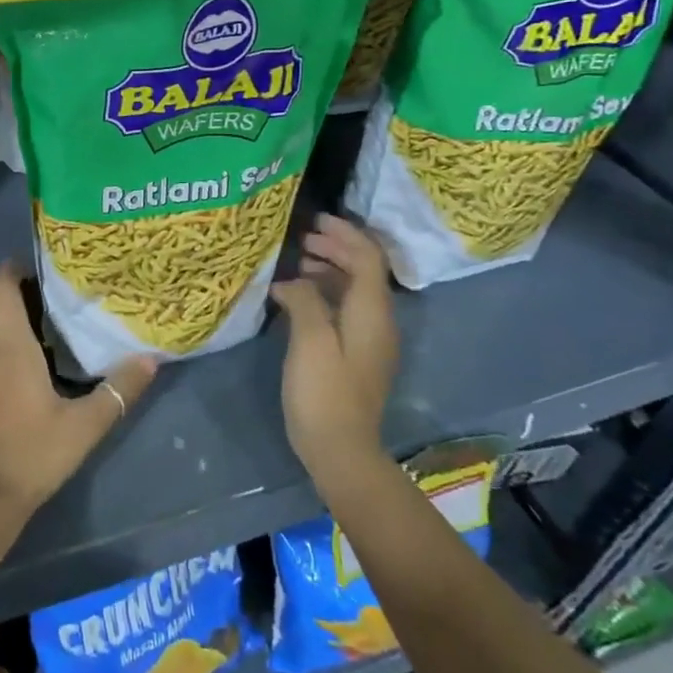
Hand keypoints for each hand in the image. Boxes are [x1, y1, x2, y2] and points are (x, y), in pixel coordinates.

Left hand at [0, 262, 156, 520]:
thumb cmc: (34, 454)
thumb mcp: (85, 425)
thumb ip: (119, 390)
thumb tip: (151, 358)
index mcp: (11, 344)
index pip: (1, 285)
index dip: (13, 268)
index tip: (36, 268)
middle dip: (6, 288)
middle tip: (37, 294)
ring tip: (17, 318)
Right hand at [273, 215, 400, 497]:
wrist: (341, 451)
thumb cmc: (325, 392)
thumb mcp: (310, 340)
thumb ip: (304, 299)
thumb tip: (293, 281)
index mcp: (372, 313)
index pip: (368, 258)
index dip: (345, 234)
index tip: (315, 220)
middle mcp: (378, 321)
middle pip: (364, 271)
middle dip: (336, 247)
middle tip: (302, 238)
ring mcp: (370, 340)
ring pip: (354, 290)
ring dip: (330, 269)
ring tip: (297, 262)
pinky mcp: (357, 355)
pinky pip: (346, 309)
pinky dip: (326, 292)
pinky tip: (298, 296)